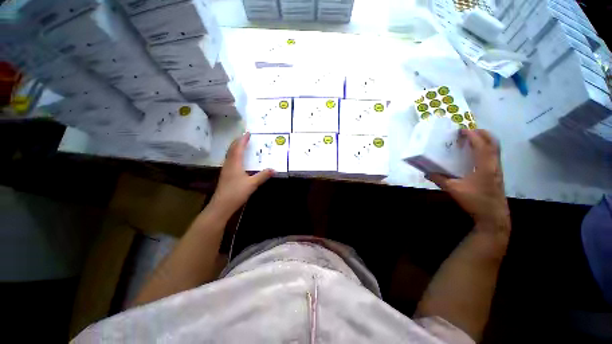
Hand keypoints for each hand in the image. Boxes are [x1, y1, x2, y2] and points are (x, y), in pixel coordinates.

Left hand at [210, 132, 273, 216]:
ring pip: (230, 154)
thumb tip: (274, 169)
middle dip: (238, 141)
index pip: (239, 148)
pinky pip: (230, 160)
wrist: (221, 205)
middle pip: (232, 149)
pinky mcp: (225, 175)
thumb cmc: (236, 192)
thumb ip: (263, 175)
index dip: (243, 140)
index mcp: (235, 163)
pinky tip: (238, 159)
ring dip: (236, 148)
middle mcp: (229, 164)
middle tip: (245, 137)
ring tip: (242, 145)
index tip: (248, 133)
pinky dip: (234, 155)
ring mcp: (226, 169)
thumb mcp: (252, 184)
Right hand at [427, 129, 509, 231]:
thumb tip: (426, 172)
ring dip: (485, 140)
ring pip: (495, 149)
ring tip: (471, 140)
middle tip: (468, 131)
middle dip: (482, 133)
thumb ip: (439, 179)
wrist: (493, 216)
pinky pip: (493, 155)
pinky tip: (475, 155)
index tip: (461, 130)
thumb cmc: (475, 201)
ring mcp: (498, 169)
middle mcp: (494, 164)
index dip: (472, 135)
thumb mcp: (454, 190)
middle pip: (493, 142)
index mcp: (485, 165)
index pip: (481, 144)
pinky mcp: (497, 174)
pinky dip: (485, 149)